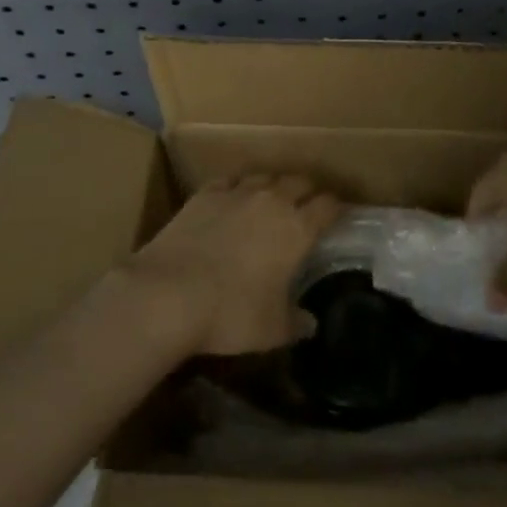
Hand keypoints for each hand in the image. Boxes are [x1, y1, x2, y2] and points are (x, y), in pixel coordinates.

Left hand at [124, 175, 340, 355]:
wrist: (168, 293)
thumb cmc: (230, 313)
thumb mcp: (271, 330)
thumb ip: (295, 322)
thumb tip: (311, 324)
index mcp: (297, 229)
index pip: (328, 205)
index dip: (336, 208)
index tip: (338, 215)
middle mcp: (272, 200)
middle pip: (299, 181)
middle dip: (307, 191)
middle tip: (307, 206)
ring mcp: (236, 192)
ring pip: (265, 175)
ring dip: (273, 185)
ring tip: (271, 199)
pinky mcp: (205, 193)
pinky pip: (229, 180)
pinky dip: (237, 186)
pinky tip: (232, 197)